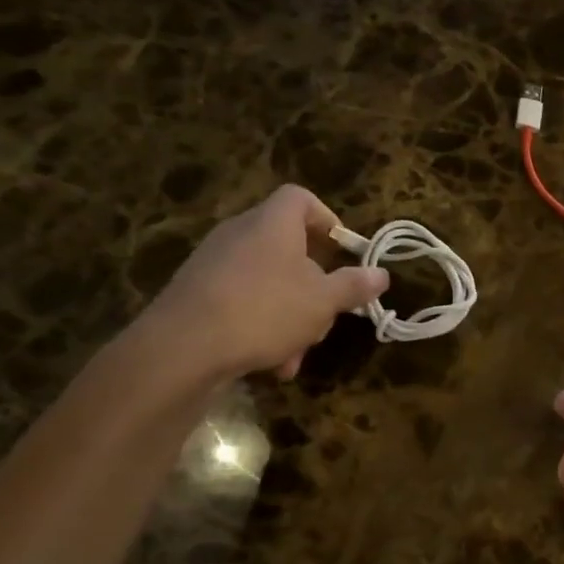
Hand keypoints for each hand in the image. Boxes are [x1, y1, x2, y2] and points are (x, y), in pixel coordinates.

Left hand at [144, 186, 388, 381]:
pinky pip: (242, 302)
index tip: (343, 253)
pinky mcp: (197, 294)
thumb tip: (381, 274)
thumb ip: (353, 285)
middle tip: (327, 311)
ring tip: (298, 353)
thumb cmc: (264, 310)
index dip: (328, 220)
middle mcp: (240, 234)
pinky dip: (261, 327)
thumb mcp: (322, 301)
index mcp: (272, 223)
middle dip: (314, 284)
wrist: (182, 348)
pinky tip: (271, 365)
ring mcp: (214, 264)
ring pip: (268, 282)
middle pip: (288, 247)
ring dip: (291, 316)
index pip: (301, 199)